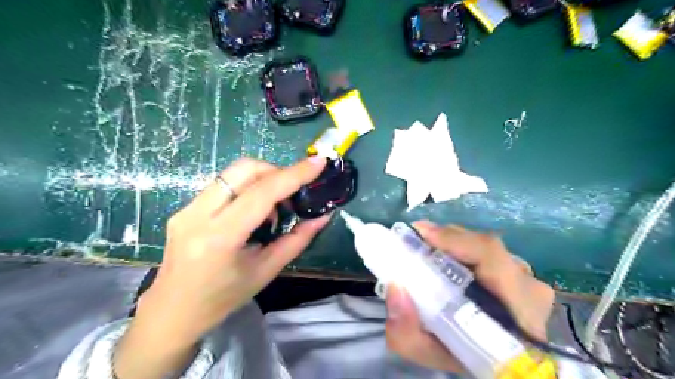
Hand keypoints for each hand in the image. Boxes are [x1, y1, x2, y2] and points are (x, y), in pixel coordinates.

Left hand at [115, 157, 329, 378]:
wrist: (172, 311)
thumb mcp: (266, 271)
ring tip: (273, 206)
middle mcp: (197, 215)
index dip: (294, 175)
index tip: (318, 162)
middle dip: (276, 171)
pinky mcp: (184, 207)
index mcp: (219, 237)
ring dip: (261, 179)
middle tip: (293, 191)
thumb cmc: (223, 298)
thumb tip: (323, 216)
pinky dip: (246, 188)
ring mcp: (187, 208)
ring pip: (232, 173)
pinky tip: (253, 211)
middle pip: (243, 170)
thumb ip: (297, 240)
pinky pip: (223, 184)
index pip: (262, 193)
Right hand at [385, 222, 553, 372]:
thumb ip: (406, 334)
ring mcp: (526, 276)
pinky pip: (486, 250)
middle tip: (414, 241)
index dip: (454, 239)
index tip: (420, 233)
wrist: (501, 360)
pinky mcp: (518, 271)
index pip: (491, 256)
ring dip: (451, 243)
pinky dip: (460, 248)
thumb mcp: (432, 355)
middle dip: (444, 239)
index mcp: (518, 309)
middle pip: (483, 245)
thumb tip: (395, 288)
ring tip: (425, 248)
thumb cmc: (470, 358)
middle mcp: (528, 285)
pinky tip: (443, 255)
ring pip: (483, 245)